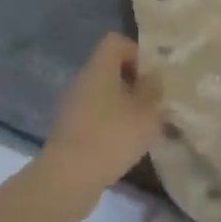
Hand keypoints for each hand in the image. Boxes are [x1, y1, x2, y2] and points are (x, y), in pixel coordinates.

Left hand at [37, 35, 164, 215]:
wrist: (66, 179)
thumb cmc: (110, 137)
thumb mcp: (146, 113)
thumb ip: (153, 91)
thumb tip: (152, 79)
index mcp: (99, 69)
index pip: (116, 41)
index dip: (136, 53)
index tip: (150, 77)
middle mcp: (82, 81)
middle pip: (110, 68)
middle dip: (133, 83)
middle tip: (152, 104)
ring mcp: (71, 106)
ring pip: (102, 93)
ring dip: (123, 105)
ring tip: (140, 127)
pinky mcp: (68, 129)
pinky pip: (94, 115)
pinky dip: (109, 124)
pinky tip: (122, 145)